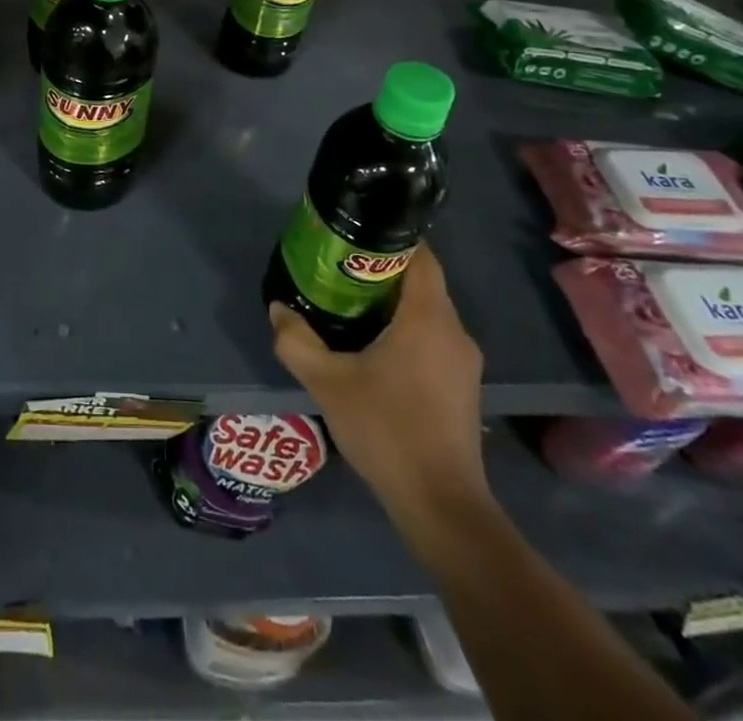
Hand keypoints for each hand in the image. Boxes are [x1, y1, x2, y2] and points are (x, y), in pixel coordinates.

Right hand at [270, 245, 488, 531]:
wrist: (441, 505)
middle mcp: (454, 331)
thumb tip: (278, 309)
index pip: (420, 256)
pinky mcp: (463, 386)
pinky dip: (407, 329)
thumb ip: (297, 341)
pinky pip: (434, 337)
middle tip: (338, 269)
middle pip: (421, 281)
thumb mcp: (327, 383)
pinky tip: (374, 347)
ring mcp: (464, 361)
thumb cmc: (386, 430)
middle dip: (382, 270)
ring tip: (349, 304)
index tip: (355, 235)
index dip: (390, 237)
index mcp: (428, 318)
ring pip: (428, 311)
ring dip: (393, 302)